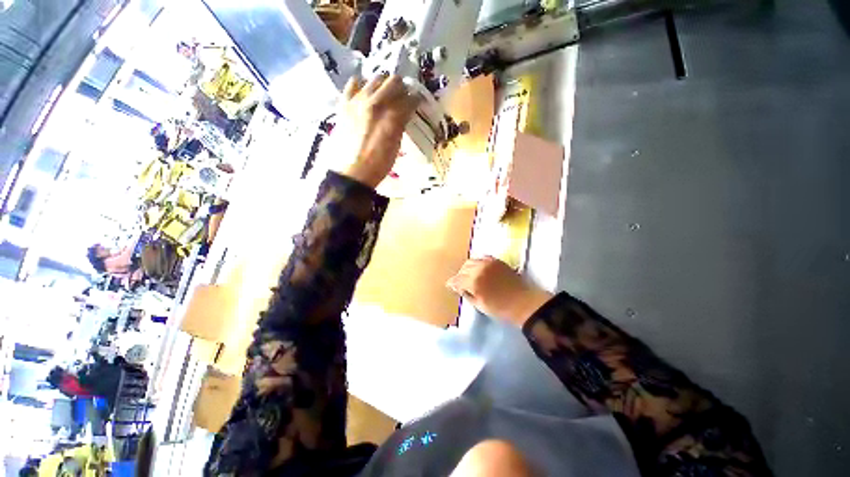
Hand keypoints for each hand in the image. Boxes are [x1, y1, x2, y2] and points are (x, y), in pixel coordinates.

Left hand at [333, 74, 420, 187]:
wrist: (354, 172)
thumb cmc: (379, 163)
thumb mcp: (396, 144)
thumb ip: (401, 124)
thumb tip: (405, 112)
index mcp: (392, 116)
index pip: (410, 98)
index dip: (416, 99)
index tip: (417, 102)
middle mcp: (376, 102)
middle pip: (394, 81)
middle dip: (401, 88)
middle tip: (402, 98)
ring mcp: (358, 101)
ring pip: (375, 79)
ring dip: (383, 85)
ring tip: (384, 96)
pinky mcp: (344, 104)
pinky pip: (353, 84)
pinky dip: (361, 85)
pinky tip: (364, 94)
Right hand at [446, 256, 552, 326]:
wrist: (523, 302)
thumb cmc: (500, 308)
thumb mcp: (479, 305)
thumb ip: (466, 294)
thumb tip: (457, 287)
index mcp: (474, 282)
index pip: (457, 280)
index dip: (452, 283)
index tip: (450, 285)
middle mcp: (479, 269)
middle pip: (463, 269)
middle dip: (460, 276)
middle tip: (461, 283)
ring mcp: (488, 263)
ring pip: (471, 261)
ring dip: (467, 268)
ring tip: (469, 276)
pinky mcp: (496, 260)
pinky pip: (481, 258)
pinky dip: (477, 263)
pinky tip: (479, 269)